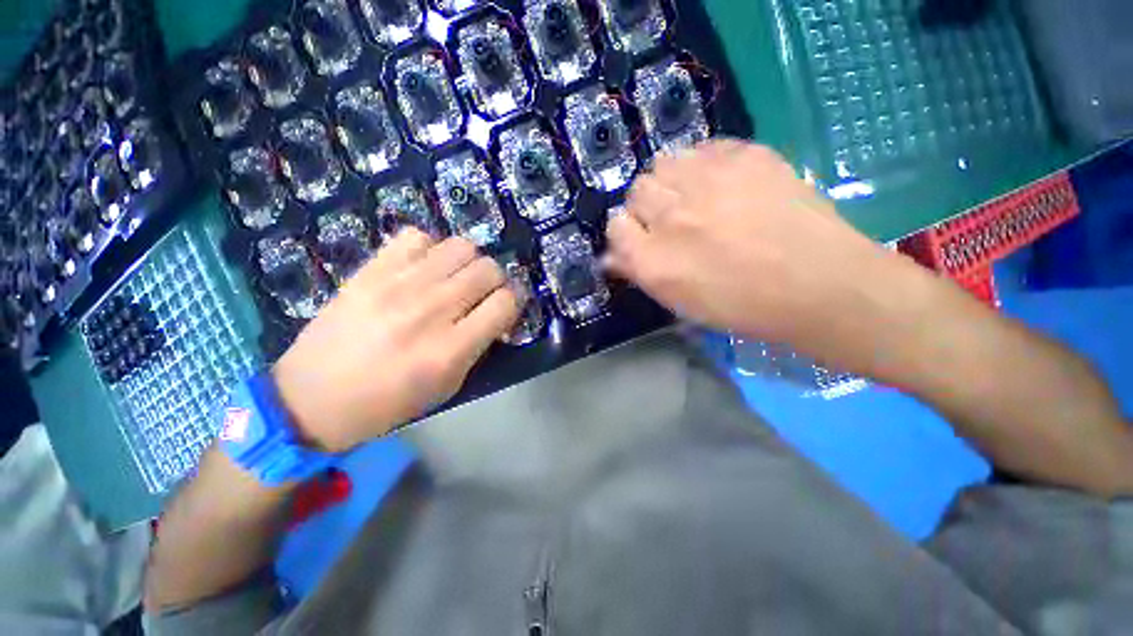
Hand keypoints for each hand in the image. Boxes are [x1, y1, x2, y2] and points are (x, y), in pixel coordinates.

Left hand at [272, 229, 520, 452]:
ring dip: (469, 262)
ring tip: (456, 278)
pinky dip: (430, 249)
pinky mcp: (370, 270)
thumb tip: (496, 314)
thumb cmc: (387, 403)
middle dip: (496, 280)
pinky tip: (424, 268)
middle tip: (484, 293)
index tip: (507, 307)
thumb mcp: (447, 386)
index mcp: (450, 349)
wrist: (311, 397)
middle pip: (488, 269)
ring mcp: (398, 285)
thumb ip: (478, 346)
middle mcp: (430, 310)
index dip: (514, 301)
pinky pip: (417, 237)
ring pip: (460, 247)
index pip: (505, 303)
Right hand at [605, 140, 931, 362]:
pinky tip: (724, 184)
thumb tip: (611, 256)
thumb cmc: (743, 306)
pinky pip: (703, 148)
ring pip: (664, 162)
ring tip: (696, 196)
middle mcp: (672, 217)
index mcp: (654, 261)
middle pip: (637, 190)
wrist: (819, 285)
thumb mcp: (679, 302)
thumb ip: (639, 273)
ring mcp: (708, 182)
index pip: (615, 226)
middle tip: (674, 219)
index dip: (627, 231)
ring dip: (672, 180)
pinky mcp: (745, 156)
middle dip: (648, 205)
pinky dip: (704, 165)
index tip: (642, 237)